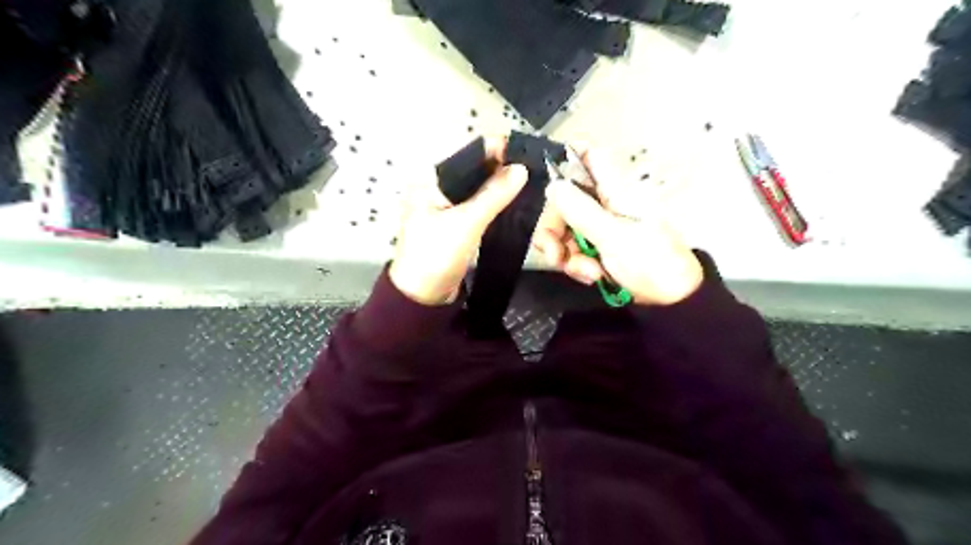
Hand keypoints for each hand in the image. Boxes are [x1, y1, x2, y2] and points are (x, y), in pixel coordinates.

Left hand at [387, 142, 526, 306]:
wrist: (422, 297)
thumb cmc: (436, 256)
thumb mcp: (466, 223)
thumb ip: (493, 195)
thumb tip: (521, 168)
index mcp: (429, 182)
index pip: (466, 156)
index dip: (495, 150)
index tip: (524, 151)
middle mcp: (436, 189)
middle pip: (473, 171)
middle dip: (501, 167)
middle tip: (533, 166)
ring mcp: (446, 208)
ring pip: (477, 189)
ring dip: (500, 185)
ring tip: (529, 180)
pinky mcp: (456, 224)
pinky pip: (478, 206)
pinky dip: (494, 202)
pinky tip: (514, 200)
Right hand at [535, 147, 703, 306]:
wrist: (670, 301)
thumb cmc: (652, 262)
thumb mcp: (615, 237)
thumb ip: (582, 211)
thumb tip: (553, 186)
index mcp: (615, 191)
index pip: (591, 157)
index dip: (569, 155)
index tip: (549, 171)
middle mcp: (604, 204)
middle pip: (563, 201)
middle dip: (554, 229)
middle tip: (554, 255)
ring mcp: (599, 227)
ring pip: (563, 229)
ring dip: (567, 254)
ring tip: (588, 272)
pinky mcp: (596, 248)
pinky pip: (572, 250)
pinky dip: (577, 265)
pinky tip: (592, 276)